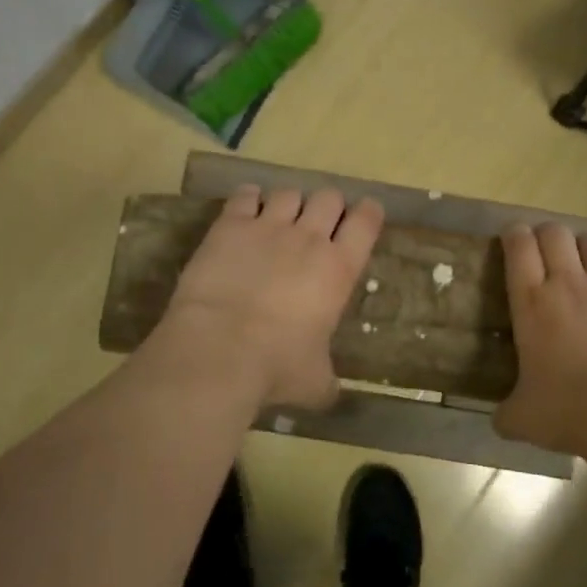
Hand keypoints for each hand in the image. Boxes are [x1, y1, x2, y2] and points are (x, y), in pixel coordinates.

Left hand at [158, 184, 383, 409]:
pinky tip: (245, 210)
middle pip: (329, 197)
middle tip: (318, 224)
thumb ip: (327, 380)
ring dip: (289, 203)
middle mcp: (309, 238)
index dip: (369, 213)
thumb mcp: (315, 382)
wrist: (218, 350)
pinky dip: (248, 198)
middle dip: (327, 206)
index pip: (366, 222)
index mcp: (339, 269)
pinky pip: (245, 195)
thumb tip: (331, 393)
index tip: (366, 215)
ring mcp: (268, 227)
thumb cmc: (276, 367)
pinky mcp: (230, 225)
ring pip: (289, 193)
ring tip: (279, 219)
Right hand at [494, 223, 586, 456]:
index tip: (513, 238)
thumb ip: (508, 413)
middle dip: (547, 233)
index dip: (514, 235)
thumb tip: (500, 421)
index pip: (518, 247)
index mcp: (531, 303)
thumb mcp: (524, 419)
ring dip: (584, 243)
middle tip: (546, 249)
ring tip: (584, 254)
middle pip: (555, 233)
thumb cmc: (570, 410)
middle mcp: (568, 282)